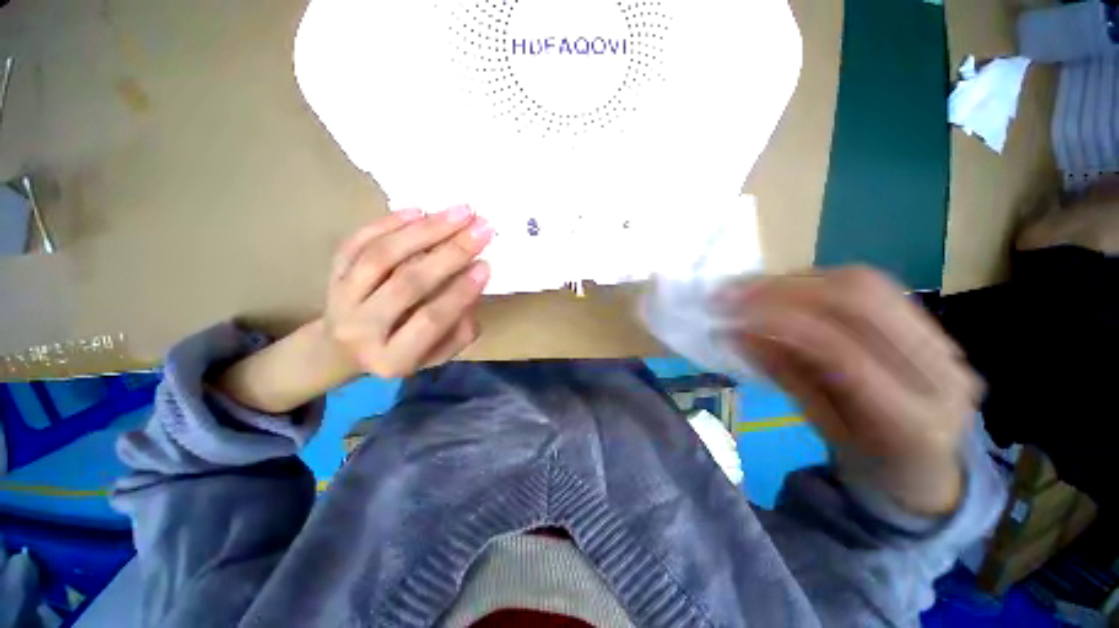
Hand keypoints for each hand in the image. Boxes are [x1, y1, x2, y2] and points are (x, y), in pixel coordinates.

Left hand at [325, 206, 494, 377]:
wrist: (341, 350)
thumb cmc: (402, 353)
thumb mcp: (438, 355)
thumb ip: (459, 330)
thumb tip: (472, 286)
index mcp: (393, 358)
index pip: (431, 320)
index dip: (460, 291)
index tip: (486, 265)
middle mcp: (361, 329)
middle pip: (407, 283)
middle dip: (450, 253)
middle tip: (481, 228)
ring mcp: (341, 298)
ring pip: (381, 256)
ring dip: (425, 230)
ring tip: (460, 212)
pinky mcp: (332, 273)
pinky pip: (358, 241)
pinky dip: (389, 223)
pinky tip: (420, 211)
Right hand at [719, 267, 981, 515]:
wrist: (926, 464)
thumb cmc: (866, 460)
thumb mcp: (819, 426)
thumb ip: (784, 375)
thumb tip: (736, 333)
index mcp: (912, 420)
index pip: (840, 351)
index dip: (778, 323)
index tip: (730, 314)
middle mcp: (941, 372)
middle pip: (860, 300)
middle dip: (784, 288)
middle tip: (732, 291)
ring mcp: (943, 342)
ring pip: (865, 283)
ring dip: (797, 279)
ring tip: (750, 286)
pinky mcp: (931, 324)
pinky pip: (870, 285)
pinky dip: (817, 281)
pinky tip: (784, 288)